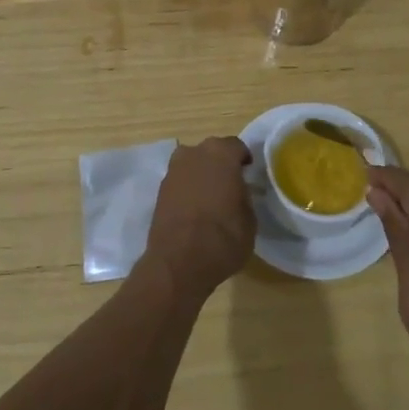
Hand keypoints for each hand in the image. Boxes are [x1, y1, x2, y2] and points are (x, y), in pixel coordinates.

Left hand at [141, 137, 255, 299]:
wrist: (178, 263)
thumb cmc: (223, 237)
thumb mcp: (249, 219)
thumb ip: (244, 196)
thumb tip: (238, 192)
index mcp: (221, 153)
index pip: (236, 146)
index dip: (243, 160)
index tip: (248, 175)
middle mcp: (194, 153)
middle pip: (211, 152)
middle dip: (220, 165)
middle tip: (230, 185)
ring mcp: (173, 171)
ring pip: (192, 165)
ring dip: (201, 176)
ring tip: (211, 198)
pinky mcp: (159, 191)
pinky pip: (180, 182)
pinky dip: (188, 190)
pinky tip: (195, 210)